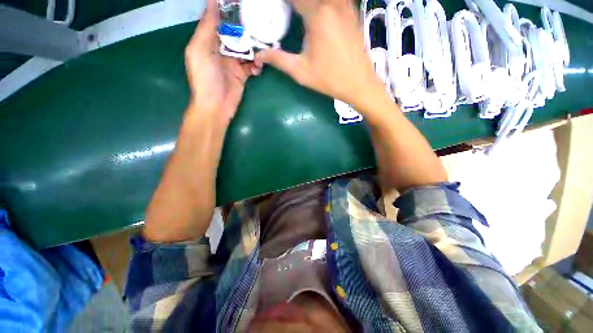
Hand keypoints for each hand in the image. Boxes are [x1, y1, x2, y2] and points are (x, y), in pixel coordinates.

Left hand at [185, 0, 261, 121]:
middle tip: (260, 21)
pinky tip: (258, 66)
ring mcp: (233, 62)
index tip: (243, 4)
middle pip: (236, 33)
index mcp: (208, 40)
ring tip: (263, 45)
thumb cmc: (205, 78)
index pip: (220, 20)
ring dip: (254, 47)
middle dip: (246, 28)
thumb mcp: (200, 50)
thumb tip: (213, 1)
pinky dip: (256, 64)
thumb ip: (207, 27)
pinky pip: (252, 65)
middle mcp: (221, 49)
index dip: (230, 11)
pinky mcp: (243, 74)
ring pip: (246, 48)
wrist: (216, 106)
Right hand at [255, 0, 381, 107]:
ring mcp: (345, 6)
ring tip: (299, 12)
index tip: (276, 8)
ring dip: (309, 4)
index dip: (283, 3)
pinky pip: (335, 0)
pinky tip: (317, 13)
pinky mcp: (352, 12)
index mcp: (317, 16)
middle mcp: (332, 4)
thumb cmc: (329, 79)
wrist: (358, 83)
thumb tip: (259, 55)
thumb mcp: (301, 72)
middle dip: (295, 4)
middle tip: (287, 11)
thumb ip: (279, 59)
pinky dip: (323, 5)